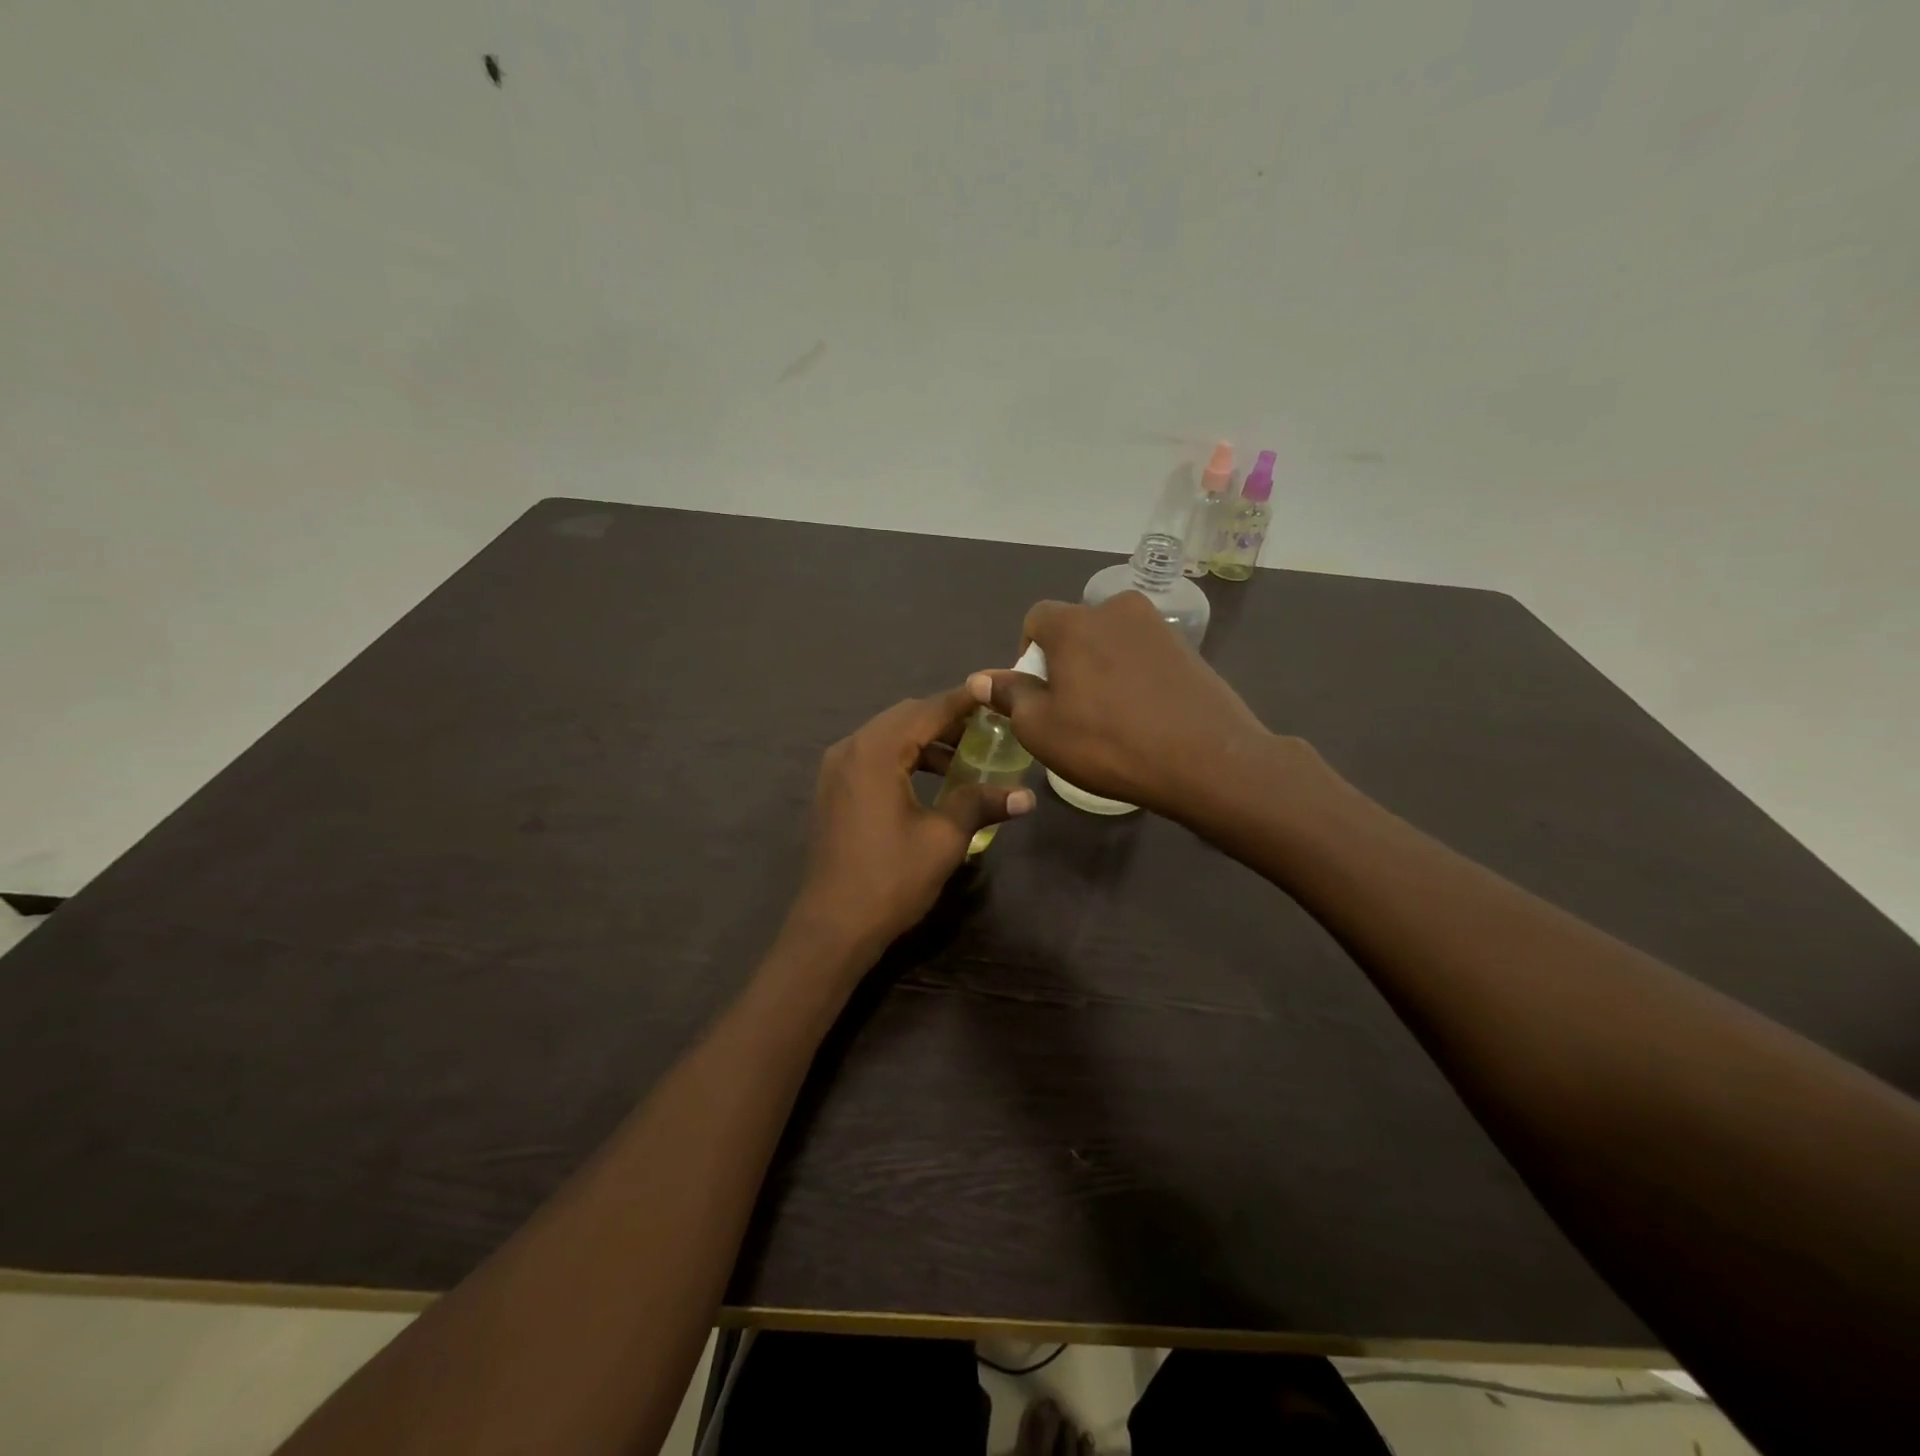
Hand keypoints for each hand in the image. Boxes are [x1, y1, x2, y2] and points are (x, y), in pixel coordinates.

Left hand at [789, 685, 1036, 959]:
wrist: (833, 926)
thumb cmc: (891, 879)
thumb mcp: (943, 839)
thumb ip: (980, 804)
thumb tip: (1026, 796)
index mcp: (876, 752)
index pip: (927, 710)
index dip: (964, 700)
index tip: (995, 691)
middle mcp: (850, 748)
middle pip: (905, 716)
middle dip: (946, 718)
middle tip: (987, 727)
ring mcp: (836, 768)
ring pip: (887, 735)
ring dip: (925, 739)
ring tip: (965, 756)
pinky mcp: (833, 789)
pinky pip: (873, 756)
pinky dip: (904, 757)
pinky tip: (932, 779)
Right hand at [968, 591, 1281, 820]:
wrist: (1206, 759)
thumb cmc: (1108, 743)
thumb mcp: (1041, 729)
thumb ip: (1010, 696)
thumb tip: (983, 679)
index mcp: (1074, 622)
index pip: (1035, 619)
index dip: (1027, 656)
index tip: (1037, 695)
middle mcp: (1115, 609)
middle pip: (1075, 629)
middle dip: (1066, 661)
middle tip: (1072, 709)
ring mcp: (1157, 626)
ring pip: (1111, 642)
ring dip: (1100, 669)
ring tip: (1109, 716)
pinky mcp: (1187, 648)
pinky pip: (1143, 655)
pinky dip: (1133, 677)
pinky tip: (1142, 715)